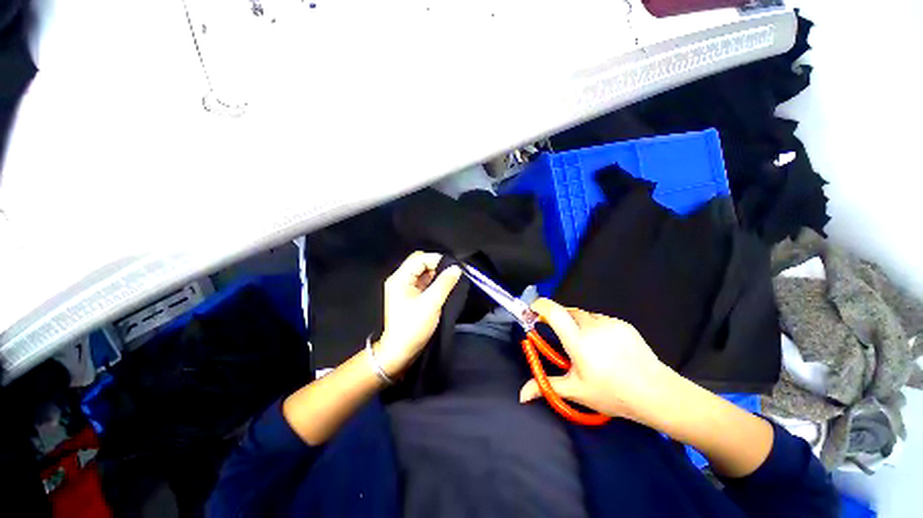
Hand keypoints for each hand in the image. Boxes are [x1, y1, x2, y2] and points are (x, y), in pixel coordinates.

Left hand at [375, 252, 460, 377]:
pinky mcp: (412, 296)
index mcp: (400, 278)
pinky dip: (436, 283)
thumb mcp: (431, 304)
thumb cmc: (413, 327)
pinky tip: (446, 288)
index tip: (453, 267)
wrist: (400, 351)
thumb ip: (444, 284)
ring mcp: (406, 288)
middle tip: (453, 274)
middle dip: (438, 267)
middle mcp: (401, 280)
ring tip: (452, 281)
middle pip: (421, 264)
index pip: (420, 258)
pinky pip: (425, 283)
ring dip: (438, 275)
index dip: (437, 259)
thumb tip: (456, 268)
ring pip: (424, 273)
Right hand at [519, 298, 678, 425]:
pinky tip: (604, 346)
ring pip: (584, 315)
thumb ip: (546, 386)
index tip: (533, 310)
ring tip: (587, 345)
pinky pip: (600, 319)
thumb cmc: (613, 394)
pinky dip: (594, 327)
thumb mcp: (576, 391)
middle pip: (568, 311)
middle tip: (564, 340)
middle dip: (560, 320)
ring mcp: (609, 322)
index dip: (540, 305)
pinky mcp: (623, 323)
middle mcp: (592, 326)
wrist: (657, 393)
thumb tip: (522, 395)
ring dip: (578, 324)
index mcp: (578, 341)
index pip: (554, 312)